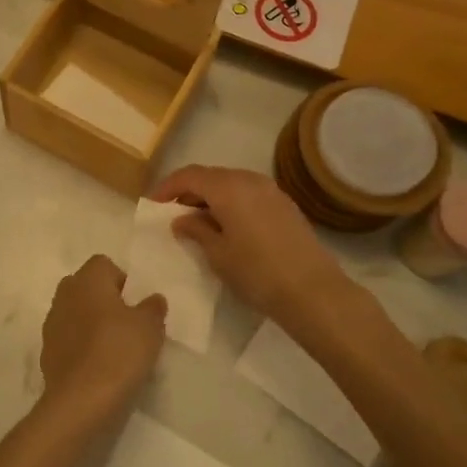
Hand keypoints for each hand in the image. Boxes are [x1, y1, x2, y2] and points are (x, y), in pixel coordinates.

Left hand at [40, 255, 164, 422]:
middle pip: (86, 287)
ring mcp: (51, 324)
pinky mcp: (47, 352)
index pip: (103, 264)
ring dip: (91, 324)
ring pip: (76, 313)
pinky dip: (81, 347)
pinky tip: (98, 367)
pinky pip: (68, 339)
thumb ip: (153, 308)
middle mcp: (64, 294)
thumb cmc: (118, 353)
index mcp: (87, 280)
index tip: (135, 305)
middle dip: (104, 301)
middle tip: (127, 325)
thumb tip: (153, 299)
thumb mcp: (150, 328)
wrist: (80, 402)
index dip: (121, 281)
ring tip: (114, 349)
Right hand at [150, 166, 348, 334]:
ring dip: (211, 197)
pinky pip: (248, 194)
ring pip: (231, 184)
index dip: (167, 187)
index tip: (153, 205)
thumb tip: (182, 219)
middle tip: (173, 214)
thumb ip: (196, 230)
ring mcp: (271, 190)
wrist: (313, 291)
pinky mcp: (285, 204)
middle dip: (189, 191)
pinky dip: (231, 203)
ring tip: (199, 222)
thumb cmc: (257, 272)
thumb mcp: (218, 254)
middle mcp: (249, 179)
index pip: (189, 175)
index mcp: (228, 187)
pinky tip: (227, 226)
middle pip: (211, 176)